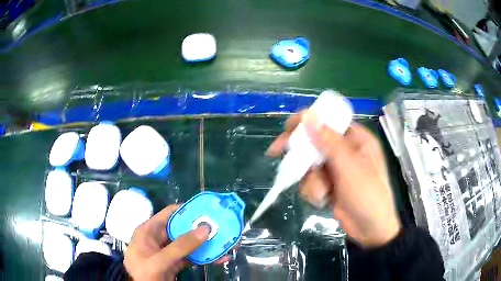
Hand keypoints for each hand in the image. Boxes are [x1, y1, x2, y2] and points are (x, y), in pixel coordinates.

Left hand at [124, 204, 230, 279]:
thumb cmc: (143, 272)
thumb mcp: (159, 259)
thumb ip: (181, 246)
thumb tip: (205, 229)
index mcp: (149, 230)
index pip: (170, 214)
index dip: (188, 210)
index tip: (208, 210)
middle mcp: (159, 239)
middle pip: (183, 229)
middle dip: (202, 230)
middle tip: (222, 228)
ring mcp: (168, 252)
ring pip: (189, 245)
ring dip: (206, 245)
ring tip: (225, 243)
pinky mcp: (175, 264)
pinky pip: (191, 258)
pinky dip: (204, 258)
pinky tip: (220, 258)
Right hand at [267, 112, 400, 246]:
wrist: (370, 230)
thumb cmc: (367, 195)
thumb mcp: (349, 166)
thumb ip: (329, 141)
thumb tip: (309, 115)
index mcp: (356, 139)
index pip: (329, 122)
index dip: (308, 121)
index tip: (288, 127)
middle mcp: (346, 151)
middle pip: (315, 142)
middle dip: (300, 152)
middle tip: (275, 151)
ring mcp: (336, 169)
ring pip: (310, 165)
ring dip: (312, 180)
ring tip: (323, 193)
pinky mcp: (329, 185)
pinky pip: (311, 181)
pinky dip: (314, 191)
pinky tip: (323, 200)